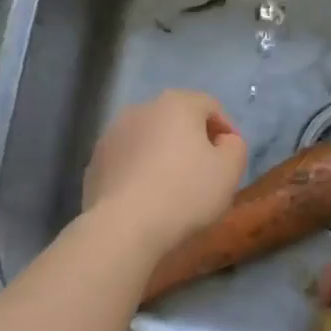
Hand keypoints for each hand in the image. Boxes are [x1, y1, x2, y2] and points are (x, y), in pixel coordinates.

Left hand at [82, 91, 247, 256]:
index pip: (210, 106)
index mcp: (177, 103)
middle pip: (176, 119)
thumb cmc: (185, 193)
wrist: (124, 226)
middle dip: (192, 140)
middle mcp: (141, 108)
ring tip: (173, 187)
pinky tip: (146, 197)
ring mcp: (112, 134)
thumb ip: (235, 147)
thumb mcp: (229, 170)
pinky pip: (127, 160)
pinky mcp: (95, 161)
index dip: (226, 130)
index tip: (231, 159)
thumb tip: (224, 141)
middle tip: (205, 173)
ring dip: (163, 154)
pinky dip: (140, 171)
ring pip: (149, 139)